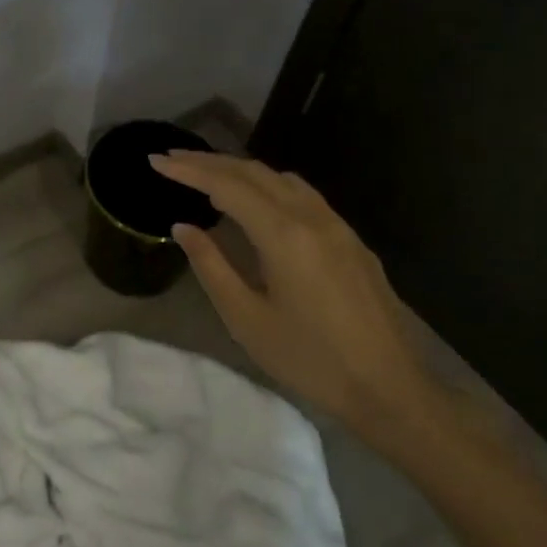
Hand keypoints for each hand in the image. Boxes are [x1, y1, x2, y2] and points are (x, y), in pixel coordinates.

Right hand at [148, 150, 449, 451]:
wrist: (390, 388)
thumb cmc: (310, 360)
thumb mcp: (247, 319)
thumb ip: (212, 267)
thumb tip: (183, 228)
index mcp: (284, 235)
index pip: (227, 186)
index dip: (189, 170)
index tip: (156, 160)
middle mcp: (312, 217)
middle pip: (255, 172)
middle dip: (210, 161)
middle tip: (173, 158)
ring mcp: (337, 226)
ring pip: (282, 179)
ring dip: (241, 170)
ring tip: (208, 174)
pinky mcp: (350, 240)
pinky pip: (303, 194)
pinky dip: (269, 185)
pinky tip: (257, 200)